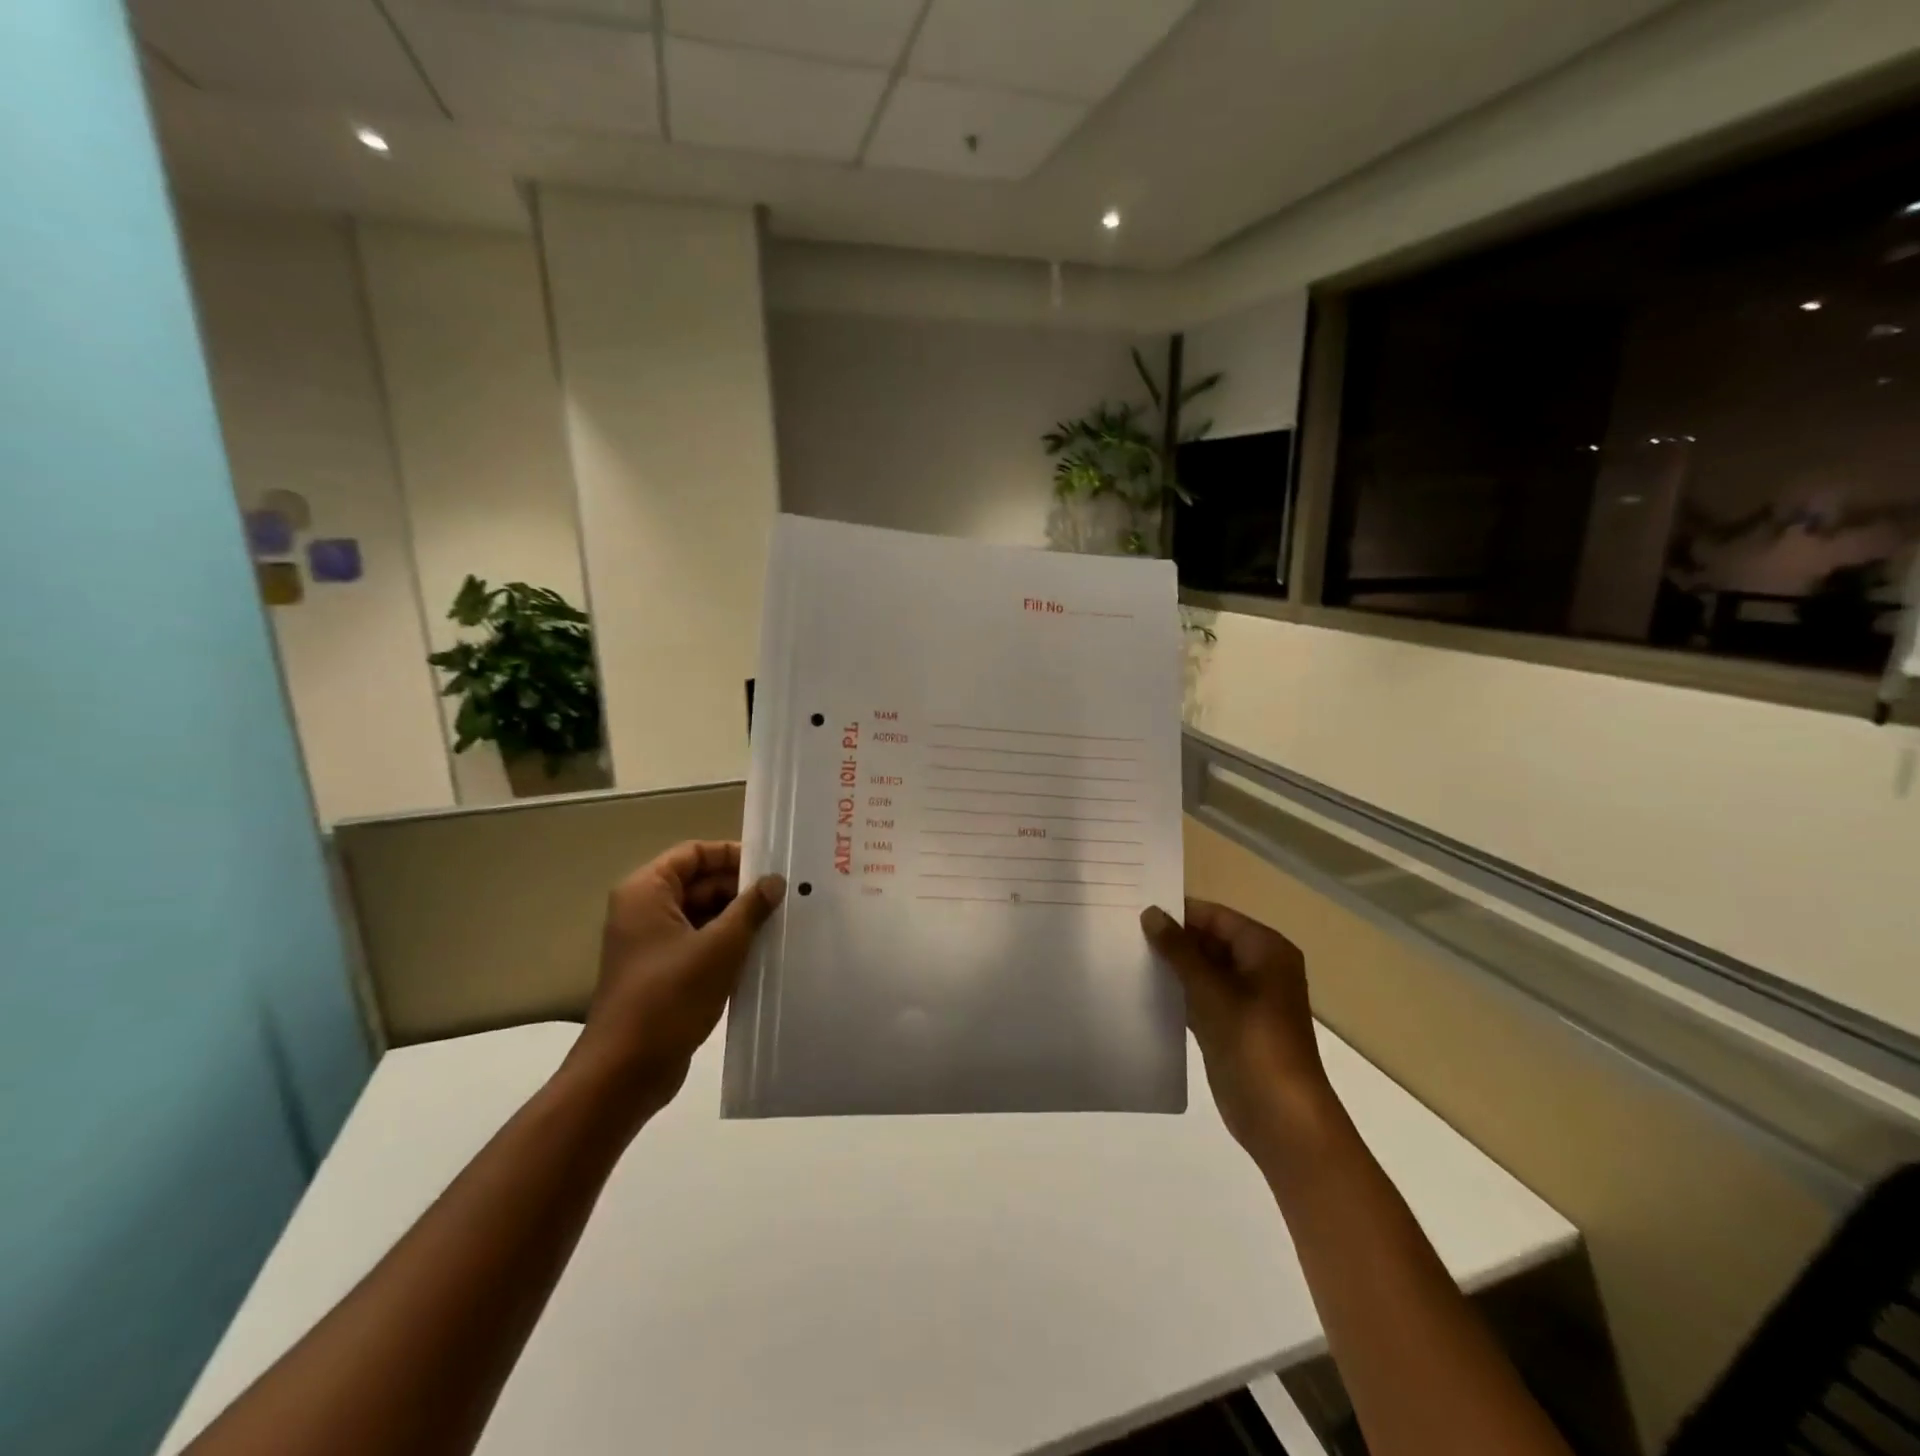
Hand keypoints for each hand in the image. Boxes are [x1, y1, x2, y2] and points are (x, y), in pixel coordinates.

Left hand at [567, 840, 784, 1121]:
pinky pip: (697, 943)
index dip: (732, 854)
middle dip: (740, 889)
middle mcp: (643, 910)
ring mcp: (650, 943)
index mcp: (647, 892)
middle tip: (785, 897)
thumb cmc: (670, 997)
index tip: (771, 867)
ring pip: (701, 914)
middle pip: (698, 882)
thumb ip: (750, 907)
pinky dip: (725, 944)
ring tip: (780, 923)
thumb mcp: (720, 946)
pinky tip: (760, 953)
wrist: (625, 1071)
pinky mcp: (660, 972)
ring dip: (736, 918)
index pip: (694, 853)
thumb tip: (774, 880)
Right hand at [1142, 899, 1340, 1172]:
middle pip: (1210, 941)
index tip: (1135, 909)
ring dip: (1172, 967)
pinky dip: (1177, 994)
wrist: (1281, 1116)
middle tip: (1124, 933)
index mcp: (1265, 949)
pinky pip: (1201, 998)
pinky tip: (1143, 991)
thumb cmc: (1251, 1040)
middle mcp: (1259, 968)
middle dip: (1172, 940)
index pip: (1216, 916)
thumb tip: (1150, 913)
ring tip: (1126, 956)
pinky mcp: (1232, 1026)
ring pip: (1203, 970)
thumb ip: (1178, 949)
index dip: (1179, 912)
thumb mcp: (1210, 989)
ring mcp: (1246, 999)